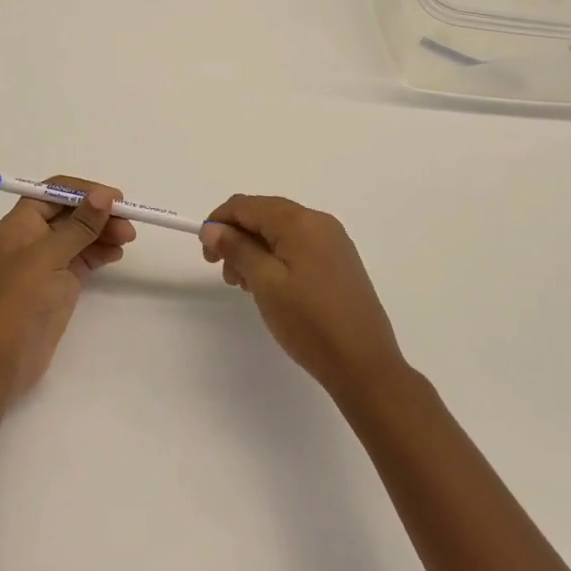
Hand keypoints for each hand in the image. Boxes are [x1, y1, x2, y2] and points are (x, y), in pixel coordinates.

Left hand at [0, 177, 136, 399]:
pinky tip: (117, 253)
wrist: (5, 358)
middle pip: (70, 213)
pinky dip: (100, 252)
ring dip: (104, 232)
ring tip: (128, 239)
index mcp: (20, 223)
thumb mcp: (50, 256)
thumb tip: (104, 195)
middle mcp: (33, 237)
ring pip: (80, 235)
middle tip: (129, 222)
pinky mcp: (59, 282)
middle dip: (99, 214)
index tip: (116, 198)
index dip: (85, 190)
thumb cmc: (21, 299)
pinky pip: (83, 257)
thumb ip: (80, 225)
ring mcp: (47, 261)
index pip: (55, 192)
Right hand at [201, 195, 406, 397]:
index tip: (206, 254)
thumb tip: (212, 228)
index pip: (246, 205)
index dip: (219, 222)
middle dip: (237, 237)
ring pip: (281, 232)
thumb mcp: (265, 283)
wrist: (364, 365)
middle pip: (264, 214)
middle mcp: (319, 222)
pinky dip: (276, 258)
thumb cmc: (309, 322)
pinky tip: (271, 287)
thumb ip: (237, 249)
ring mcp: (333, 242)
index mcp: (300, 221)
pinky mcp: (340, 262)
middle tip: (226, 275)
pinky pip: (298, 246)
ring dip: (255, 250)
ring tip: (246, 286)